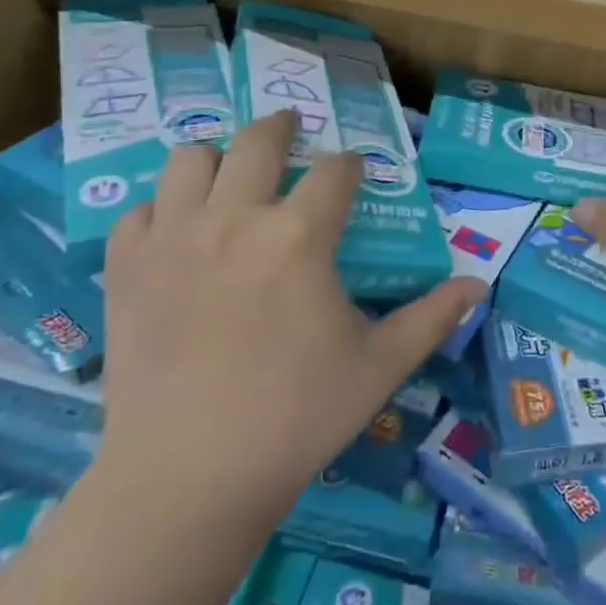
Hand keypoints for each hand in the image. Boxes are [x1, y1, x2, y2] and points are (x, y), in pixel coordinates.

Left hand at [94, 110, 486, 526]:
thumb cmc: (295, 417)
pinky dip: (160, 210)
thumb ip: (432, 318)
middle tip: (291, 128)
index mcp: (300, 236)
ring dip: (215, 157)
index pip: (335, 171)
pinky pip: (139, 211)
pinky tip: (175, 230)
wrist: (186, 478)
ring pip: (190, 159)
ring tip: (229, 173)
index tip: (355, 171)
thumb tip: (479, 285)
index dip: (351, 164)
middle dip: (281, 126)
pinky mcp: (126, 267)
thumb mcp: (379, 367)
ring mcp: (173, 237)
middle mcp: (235, 218)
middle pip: (258, 140)